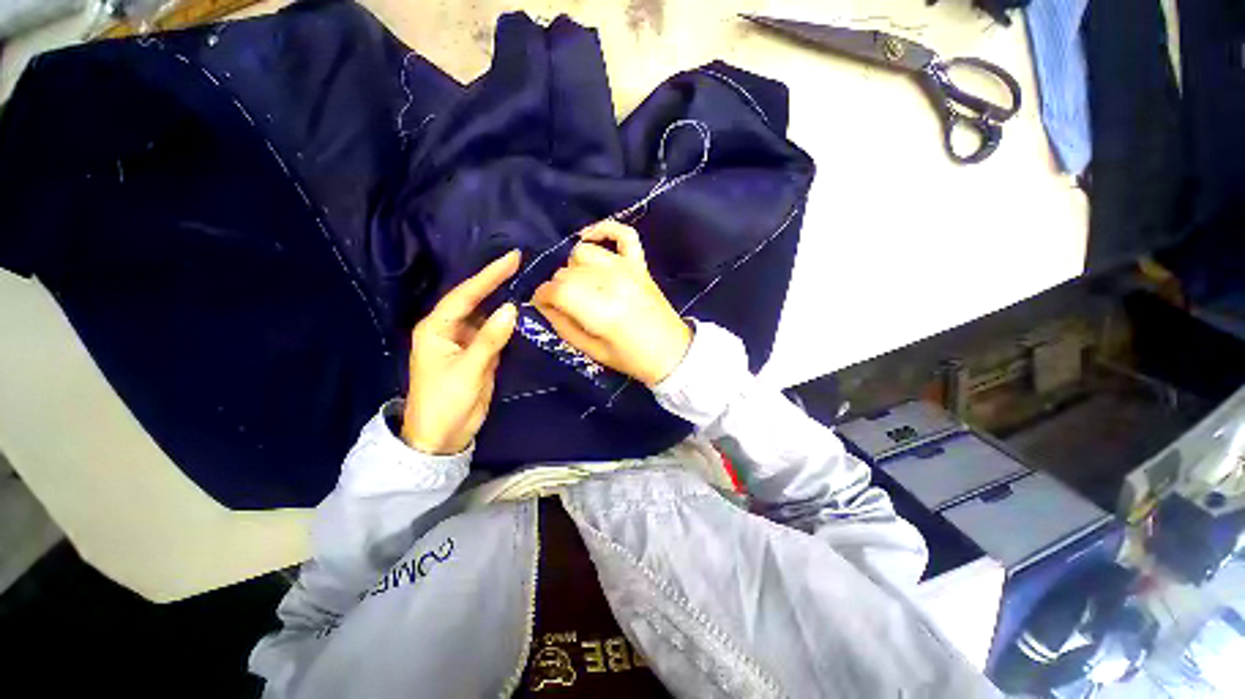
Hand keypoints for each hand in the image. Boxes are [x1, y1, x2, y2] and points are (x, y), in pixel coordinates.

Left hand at [402, 251, 519, 454]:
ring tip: (526, 282)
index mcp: (436, 328)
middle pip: (475, 300)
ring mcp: (466, 342)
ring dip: (504, 300)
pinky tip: (523, 313)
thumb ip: (490, 339)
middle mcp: (450, 329)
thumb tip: (512, 308)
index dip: (489, 275)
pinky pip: (495, 333)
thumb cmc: (445, 402)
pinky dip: (508, 323)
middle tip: (520, 263)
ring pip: (487, 315)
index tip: (512, 258)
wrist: (442, 436)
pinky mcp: (479, 354)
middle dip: (496, 281)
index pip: (465, 295)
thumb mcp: (468, 370)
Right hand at [533, 220, 691, 386]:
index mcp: (600, 311)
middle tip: (565, 305)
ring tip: (581, 285)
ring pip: (584, 252)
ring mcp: (628, 269)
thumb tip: (543, 304)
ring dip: (575, 267)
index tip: (542, 306)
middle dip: (558, 288)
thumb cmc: (630, 358)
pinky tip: (590, 239)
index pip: (556, 290)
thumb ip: (562, 325)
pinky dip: (604, 230)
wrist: (671, 352)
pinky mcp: (640, 264)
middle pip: (567, 271)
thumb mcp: (590, 351)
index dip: (542, 297)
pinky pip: (622, 234)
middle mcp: (612, 283)